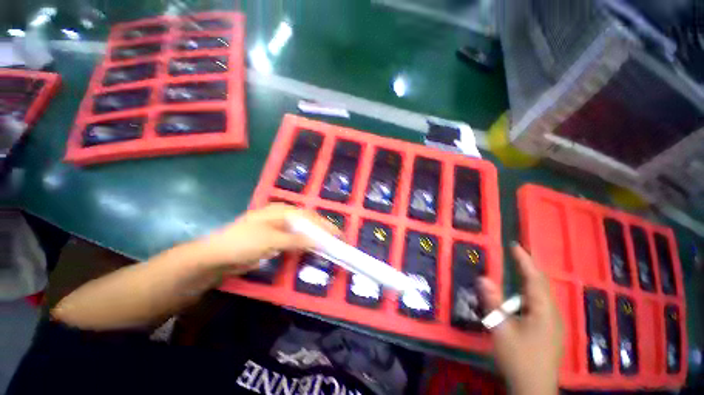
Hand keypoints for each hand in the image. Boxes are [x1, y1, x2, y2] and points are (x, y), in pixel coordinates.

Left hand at [193, 203, 341, 273]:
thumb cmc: (243, 243)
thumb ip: (296, 240)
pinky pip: (294, 240)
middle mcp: (282, 216)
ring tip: (327, 245)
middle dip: (321, 230)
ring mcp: (278, 228)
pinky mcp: (275, 239)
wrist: (216, 257)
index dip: (324, 225)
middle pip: (307, 222)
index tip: (337, 234)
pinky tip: (310, 249)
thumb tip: (318, 241)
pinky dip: (303, 244)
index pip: (309, 216)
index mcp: (282, 211)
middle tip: (335, 240)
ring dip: (314, 237)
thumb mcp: (271, 240)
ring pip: (301, 231)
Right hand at [479, 243, 562, 394]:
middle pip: (541, 285)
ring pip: (542, 295)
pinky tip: (522, 297)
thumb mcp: (502, 330)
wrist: (535, 389)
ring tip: (517, 269)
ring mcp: (553, 324)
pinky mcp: (550, 331)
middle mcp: (552, 314)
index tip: (515, 245)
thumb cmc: (519, 358)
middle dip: (529, 267)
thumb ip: (493, 303)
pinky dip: (530, 293)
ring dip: (530, 280)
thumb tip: (483, 278)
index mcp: (543, 311)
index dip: (524, 260)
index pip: (534, 278)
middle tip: (516, 253)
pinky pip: (540, 305)